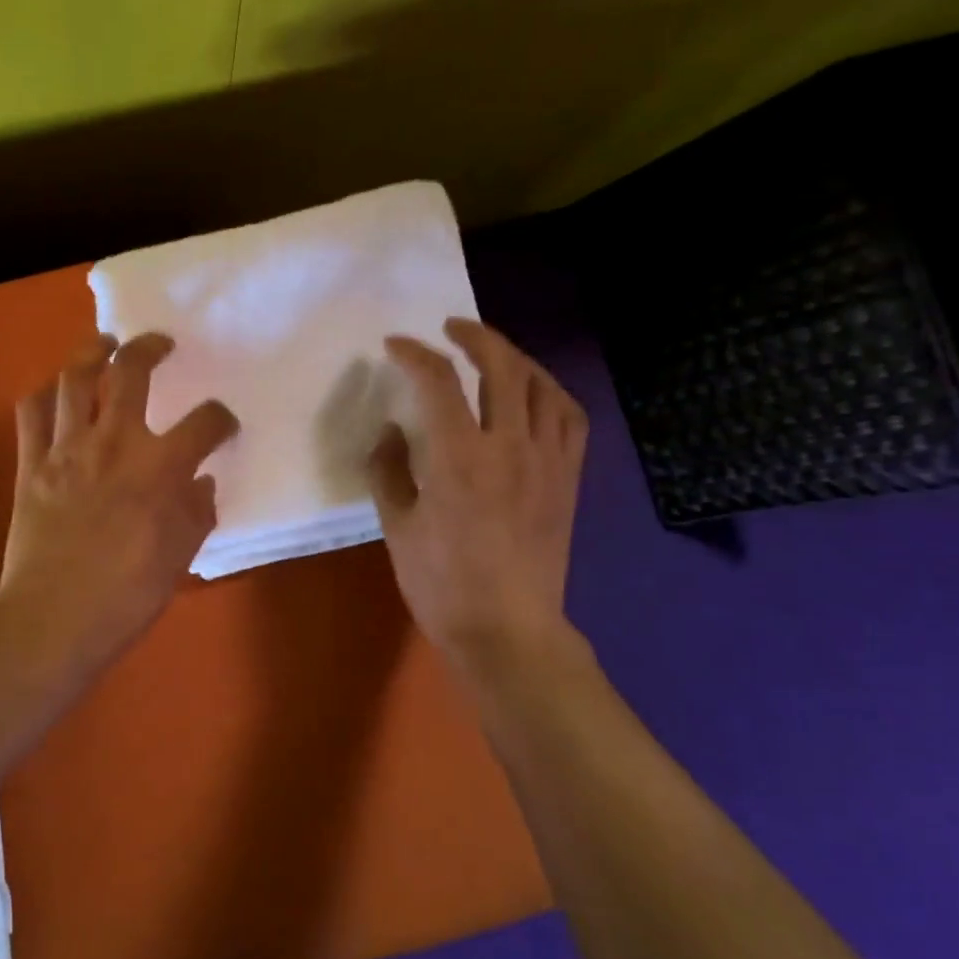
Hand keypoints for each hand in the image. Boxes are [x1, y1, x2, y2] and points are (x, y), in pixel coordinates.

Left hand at [0, 332, 238, 673]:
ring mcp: (67, 449)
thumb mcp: (180, 556)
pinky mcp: (30, 464)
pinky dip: (42, 394)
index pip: (204, 423)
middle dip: (150, 348)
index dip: (221, 419)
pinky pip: (30, 413)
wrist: (55, 620)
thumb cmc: (127, 595)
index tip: (222, 426)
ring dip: (91, 352)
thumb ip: (196, 513)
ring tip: (104, 345)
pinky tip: (53, 391)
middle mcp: (114, 442)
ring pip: (74, 378)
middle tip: (158, 344)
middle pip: (132, 372)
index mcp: (161, 467)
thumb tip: (202, 484)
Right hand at [368, 318, 588, 670]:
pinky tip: (535, 394)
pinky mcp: (568, 479)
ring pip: (542, 385)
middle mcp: (509, 446)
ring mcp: (547, 461)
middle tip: (451, 328)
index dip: (414, 354)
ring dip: (516, 357)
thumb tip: (392, 430)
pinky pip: (570, 418)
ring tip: (494, 353)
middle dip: (475, 336)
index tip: (395, 345)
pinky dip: (551, 392)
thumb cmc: (441, 583)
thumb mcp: (397, 526)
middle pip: (502, 367)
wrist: (507, 630)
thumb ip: (388, 470)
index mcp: (458, 457)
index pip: (438, 382)